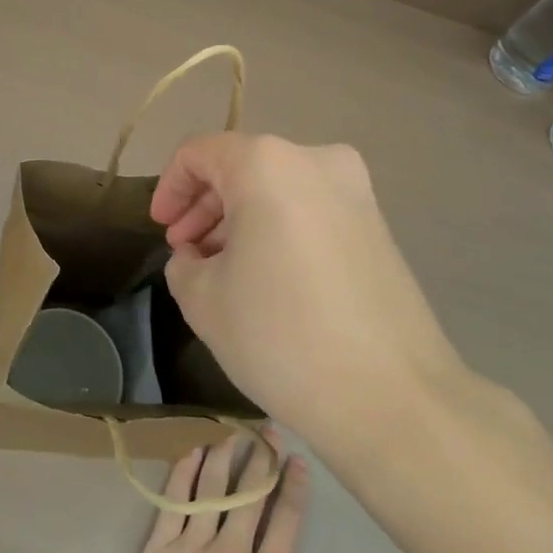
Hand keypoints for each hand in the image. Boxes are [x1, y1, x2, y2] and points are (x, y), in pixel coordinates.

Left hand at [112, 430, 328, 552]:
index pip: (285, 521)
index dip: (293, 487)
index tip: (297, 461)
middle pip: (250, 494)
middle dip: (262, 457)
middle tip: (267, 429)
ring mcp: (192, 546)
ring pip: (212, 488)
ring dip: (225, 456)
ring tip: (232, 433)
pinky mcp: (160, 548)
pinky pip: (175, 500)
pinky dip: (185, 473)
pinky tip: (193, 453)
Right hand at [150, 133, 468, 459]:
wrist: (392, 398)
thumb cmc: (281, 336)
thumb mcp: (203, 299)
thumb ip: (183, 262)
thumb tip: (195, 255)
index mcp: (267, 164)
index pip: (199, 153)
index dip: (170, 187)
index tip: (160, 229)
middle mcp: (316, 160)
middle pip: (242, 167)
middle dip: (205, 206)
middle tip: (186, 252)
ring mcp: (356, 191)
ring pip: (278, 189)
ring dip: (241, 219)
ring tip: (221, 270)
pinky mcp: (378, 225)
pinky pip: (310, 210)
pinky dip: (278, 229)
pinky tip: (266, 277)